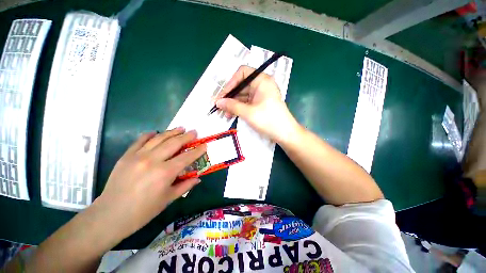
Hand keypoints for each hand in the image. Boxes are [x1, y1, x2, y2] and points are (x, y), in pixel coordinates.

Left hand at [94, 128, 205, 238]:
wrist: (110, 215)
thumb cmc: (143, 211)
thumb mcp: (168, 199)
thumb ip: (185, 186)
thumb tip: (198, 178)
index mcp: (165, 173)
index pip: (187, 157)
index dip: (197, 151)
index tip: (204, 145)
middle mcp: (153, 160)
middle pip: (174, 143)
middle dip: (186, 136)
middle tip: (194, 132)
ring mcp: (138, 156)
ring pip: (159, 138)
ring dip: (171, 132)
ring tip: (180, 128)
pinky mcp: (126, 156)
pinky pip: (139, 141)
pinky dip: (149, 135)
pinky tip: (155, 132)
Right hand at [215, 66, 300, 142]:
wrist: (285, 134)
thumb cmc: (268, 120)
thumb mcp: (248, 113)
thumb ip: (232, 106)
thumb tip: (218, 102)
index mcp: (261, 80)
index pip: (242, 73)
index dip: (230, 83)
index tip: (222, 95)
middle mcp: (261, 84)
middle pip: (241, 85)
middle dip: (229, 96)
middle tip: (219, 106)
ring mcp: (261, 94)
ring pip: (243, 95)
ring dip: (233, 103)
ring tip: (224, 113)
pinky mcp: (261, 103)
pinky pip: (247, 102)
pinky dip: (239, 107)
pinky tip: (231, 114)